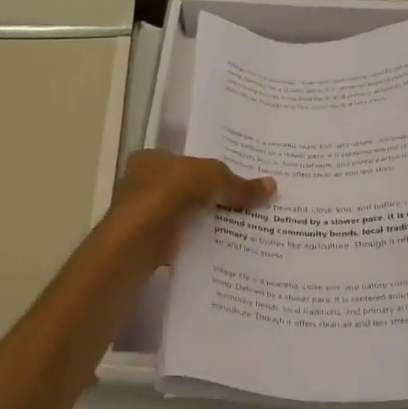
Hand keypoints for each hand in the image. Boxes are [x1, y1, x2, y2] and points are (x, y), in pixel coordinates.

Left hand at [103, 150, 275, 269]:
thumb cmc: (165, 195)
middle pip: (188, 188)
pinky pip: (183, 240)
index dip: (211, 169)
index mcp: (151, 160)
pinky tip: (225, 248)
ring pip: (186, 216)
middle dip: (214, 197)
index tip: (238, 180)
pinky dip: (201, 243)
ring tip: (245, 227)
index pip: (185, 160)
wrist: (134, 244)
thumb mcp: (210, 179)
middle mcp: (143, 185)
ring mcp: (145, 217)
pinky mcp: (150, 244)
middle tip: (249, 204)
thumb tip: (273, 186)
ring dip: (208, 222)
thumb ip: (238, 184)